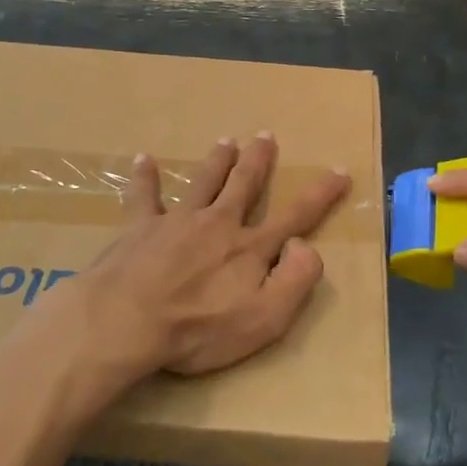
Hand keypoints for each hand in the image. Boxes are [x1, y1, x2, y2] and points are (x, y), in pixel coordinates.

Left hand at [65, 134, 350, 380]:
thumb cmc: (199, 329)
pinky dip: (145, 177)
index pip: (296, 216)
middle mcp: (218, 224)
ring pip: (203, 182)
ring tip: (226, 141)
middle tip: (265, 136)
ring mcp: (177, 222)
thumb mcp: (265, 319)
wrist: (126, 322)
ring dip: (217, 161)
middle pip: (243, 185)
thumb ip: (296, 280)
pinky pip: (144, 196)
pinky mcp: (139, 228)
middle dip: (258, 160)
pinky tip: (142, 159)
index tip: (340, 171)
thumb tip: (305, 245)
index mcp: (250, 248)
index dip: (321, 194)